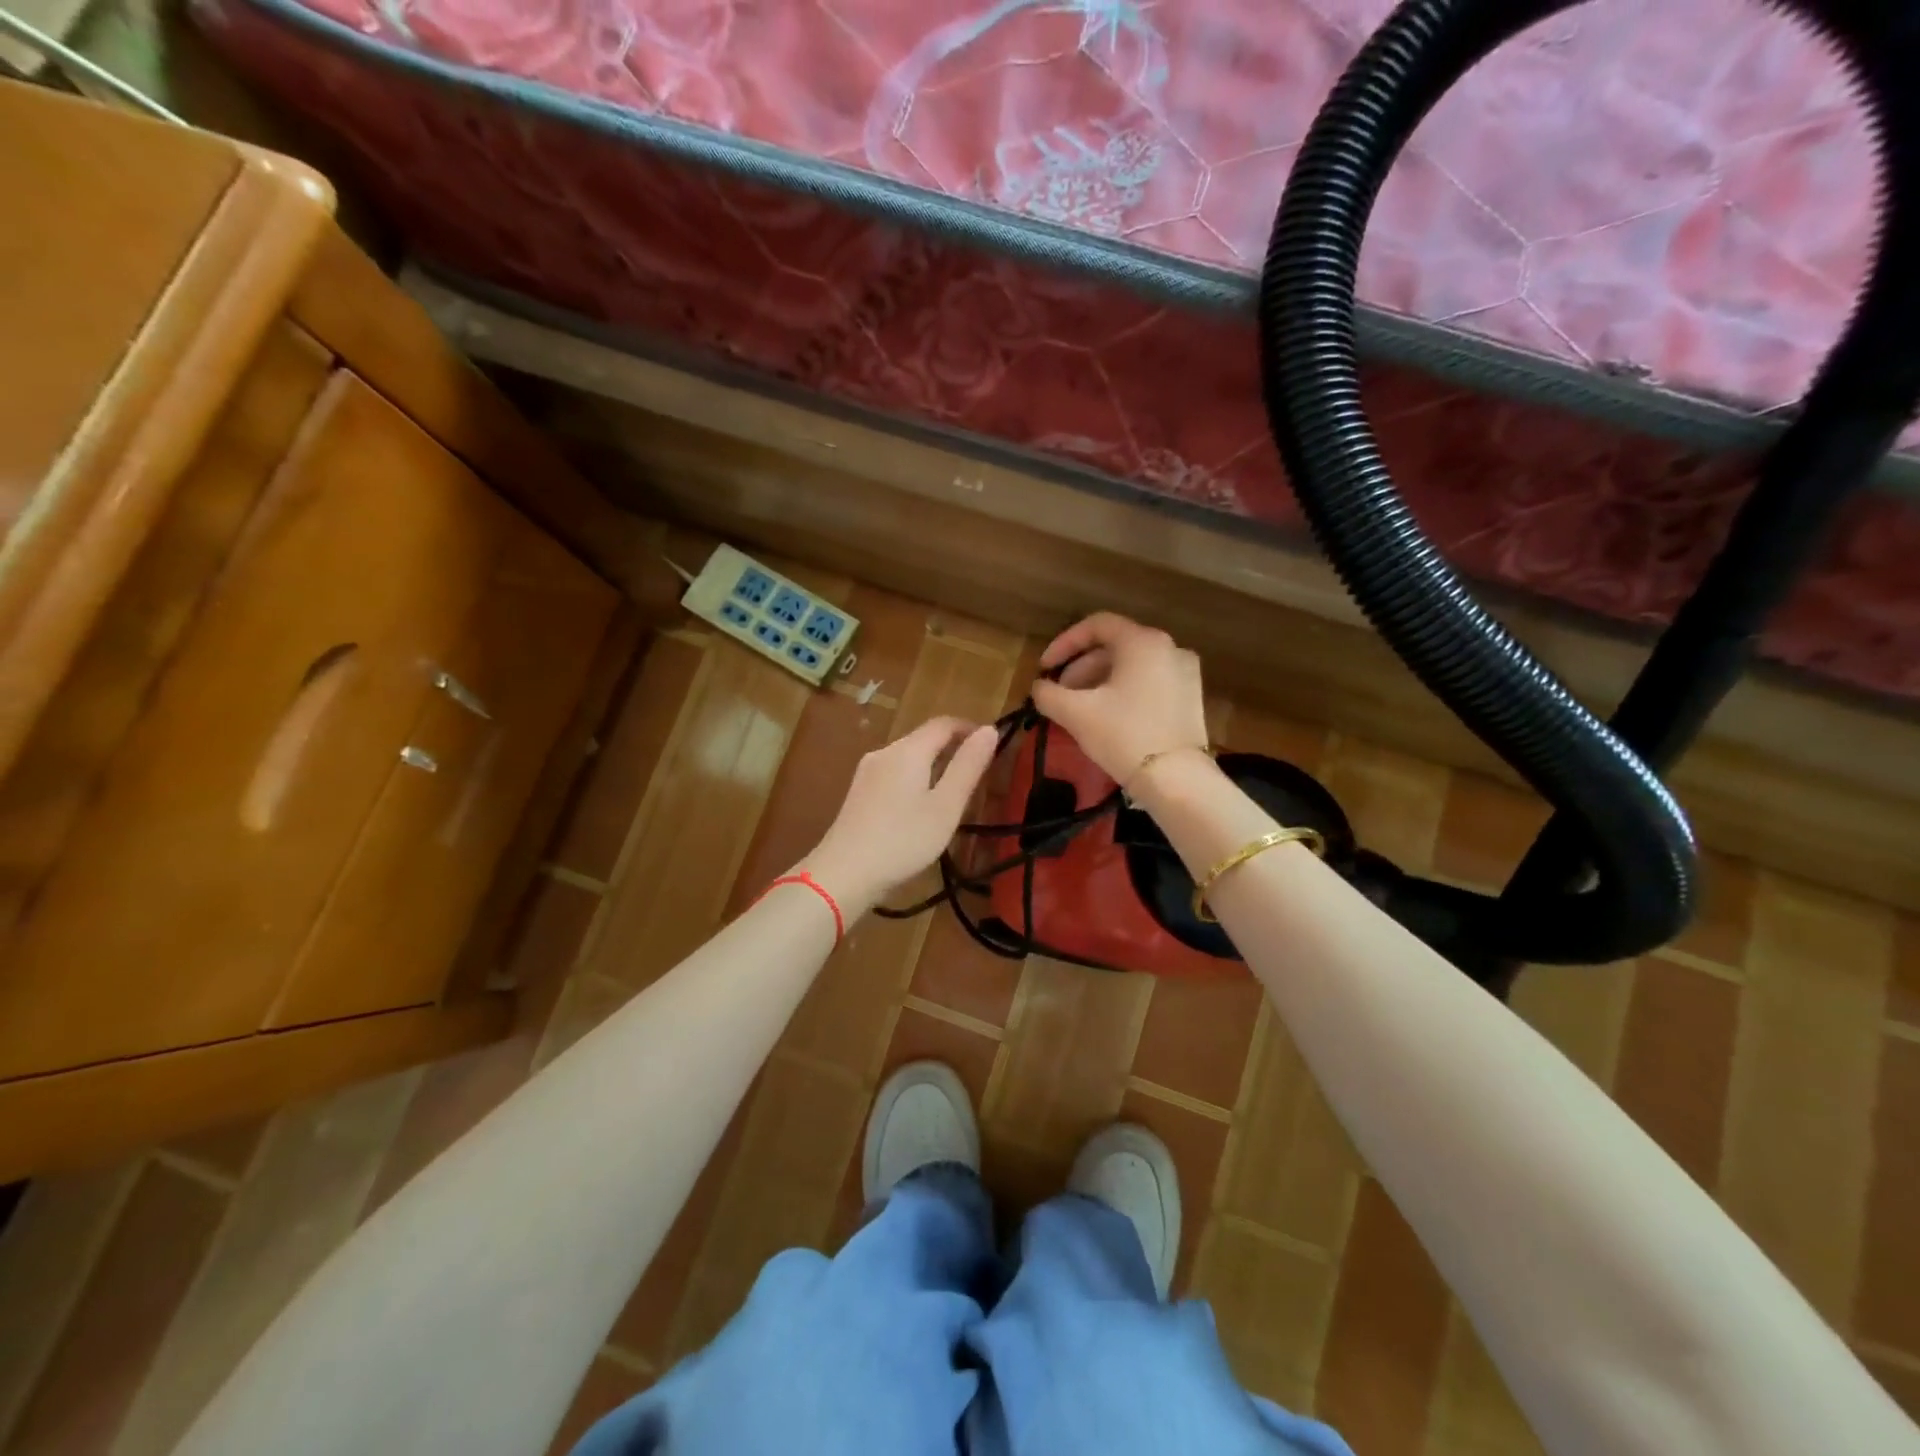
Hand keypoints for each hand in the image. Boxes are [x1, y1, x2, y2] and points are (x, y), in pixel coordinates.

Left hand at [803, 716, 998, 914]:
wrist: (844, 873)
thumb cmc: (903, 840)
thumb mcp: (946, 806)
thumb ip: (968, 766)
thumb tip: (989, 730)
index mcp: (908, 750)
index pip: (944, 724)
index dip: (970, 729)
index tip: (992, 746)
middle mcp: (884, 752)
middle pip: (923, 739)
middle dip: (952, 749)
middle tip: (977, 775)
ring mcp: (867, 772)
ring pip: (908, 758)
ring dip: (933, 766)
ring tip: (953, 794)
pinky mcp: (858, 793)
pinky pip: (894, 774)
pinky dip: (914, 780)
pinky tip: (920, 808)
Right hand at [1030, 613, 1209, 788]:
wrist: (1176, 780)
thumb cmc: (1124, 735)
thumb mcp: (1076, 713)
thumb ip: (1048, 694)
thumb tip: (1039, 688)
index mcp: (1143, 642)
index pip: (1096, 625)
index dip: (1064, 644)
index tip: (1045, 668)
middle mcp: (1169, 648)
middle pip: (1115, 646)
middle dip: (1081, 668)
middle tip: (1060, 694)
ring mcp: (1185, 673)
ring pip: (1132, 666)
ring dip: (1100, 681)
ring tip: (1080, 708)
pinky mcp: (1191, 698)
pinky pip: (1149, 683)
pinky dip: (1124, 692)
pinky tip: (1107, 717)